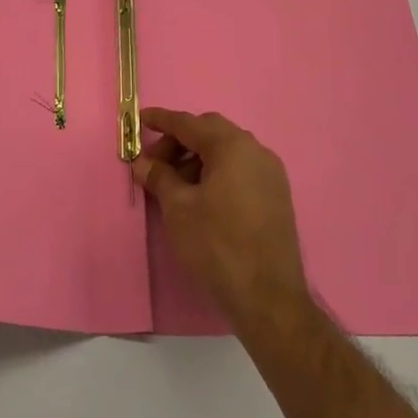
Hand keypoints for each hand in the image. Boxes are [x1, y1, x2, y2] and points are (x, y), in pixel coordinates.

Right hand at [131, 107, 312, 336]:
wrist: (269, 298)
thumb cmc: (217, 245)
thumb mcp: (179, 208)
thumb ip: (160, 177)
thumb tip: (143, 162)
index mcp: (232, 146)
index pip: (189, 123)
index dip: (162, 120)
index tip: (140, 120)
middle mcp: (256, 150)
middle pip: (210, 133)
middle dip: (179, 142)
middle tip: (154, 164)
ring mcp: (271, 174)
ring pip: (227, 153)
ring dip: (197, 160)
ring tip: (174, 186)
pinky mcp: (276, 196)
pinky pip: (241, 171)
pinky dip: (217, 174)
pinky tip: (201, 198)